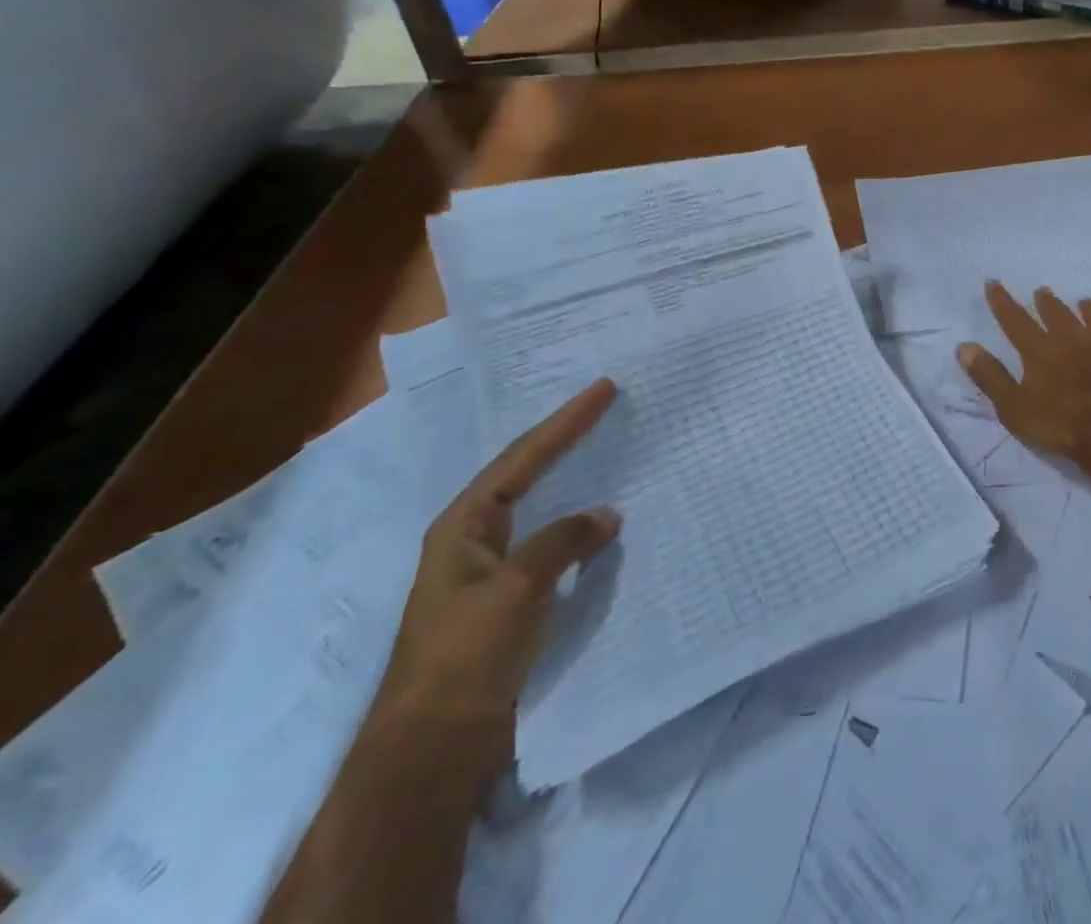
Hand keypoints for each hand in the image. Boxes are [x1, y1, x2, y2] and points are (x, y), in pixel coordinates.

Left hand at [375, 380, 621, 758]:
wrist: (435, 747)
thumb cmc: (467, 654)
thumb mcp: (518, 586)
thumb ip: (564, 540)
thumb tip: (606, 516)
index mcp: (464, 524)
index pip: (523, 457)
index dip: (566, 421)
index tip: (604, 388)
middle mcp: (474, 539)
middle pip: (527, 473)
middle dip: (565, 440)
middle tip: (604, 407)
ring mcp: (491, 571)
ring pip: (541, 509)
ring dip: (573, 481)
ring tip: (609, 453)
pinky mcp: (510, 601)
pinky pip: (552, 546)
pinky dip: (579, 528)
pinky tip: (603, 525)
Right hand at [958, 283, 1090, 488]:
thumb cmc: (1062, 425)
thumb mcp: (1014, 407)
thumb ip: (989, 376)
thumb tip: (964, 346)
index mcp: (1043, 351)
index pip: (1016, 321)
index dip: (1003, 303)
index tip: (993, 283)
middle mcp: (1077, 342)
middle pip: (1059, 316)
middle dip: (1048, 303)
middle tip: (1042, 291)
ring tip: (1086, 302)